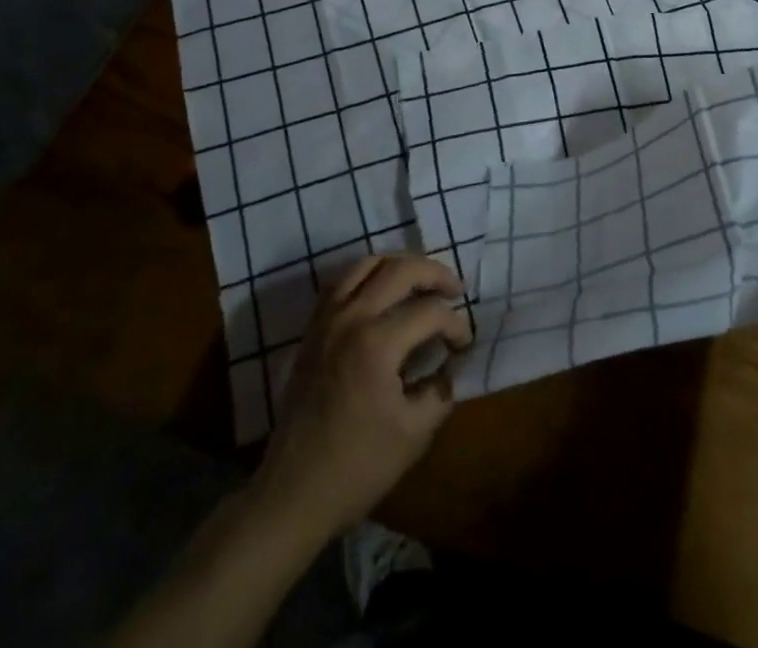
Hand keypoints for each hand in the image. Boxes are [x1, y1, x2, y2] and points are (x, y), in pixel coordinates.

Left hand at [252, 254, 471, 541]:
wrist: (293, 493)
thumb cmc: (357, 467)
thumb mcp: (414, 435)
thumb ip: (439, 391)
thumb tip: (446, 367)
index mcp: (377, 343)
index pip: (430, 313)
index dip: (456, 325)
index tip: (464, 345)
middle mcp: (351, 318)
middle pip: (400, 270)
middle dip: (435, 274)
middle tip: (455, 290)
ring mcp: (327, 319)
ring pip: (367, 263)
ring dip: (400, 265)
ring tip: (421, 281)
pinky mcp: (313, 329)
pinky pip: (342, 281)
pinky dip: (367, 275)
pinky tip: (382, 291)